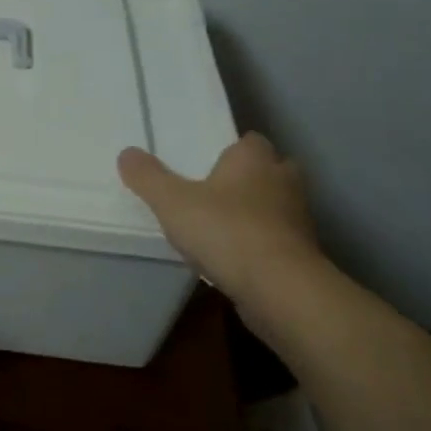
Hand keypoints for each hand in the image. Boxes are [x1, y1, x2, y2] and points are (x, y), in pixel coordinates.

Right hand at [117, 133, 320, 299]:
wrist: (280, 289)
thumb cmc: (225, 230)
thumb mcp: (171, 201)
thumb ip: (147, 177)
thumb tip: (127, 153)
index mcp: (254, 159)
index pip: (250, 141)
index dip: (232, 149)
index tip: (209, 161)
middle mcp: (283, 181)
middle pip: (270, 170)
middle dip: (250, 178)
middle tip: (217, 190)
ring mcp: (298, 219)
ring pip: (277, 206)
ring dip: (257, 212)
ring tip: (222, 226)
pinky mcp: (303, 254)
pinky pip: (279, 239)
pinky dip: (262, 243)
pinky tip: (237, 257)